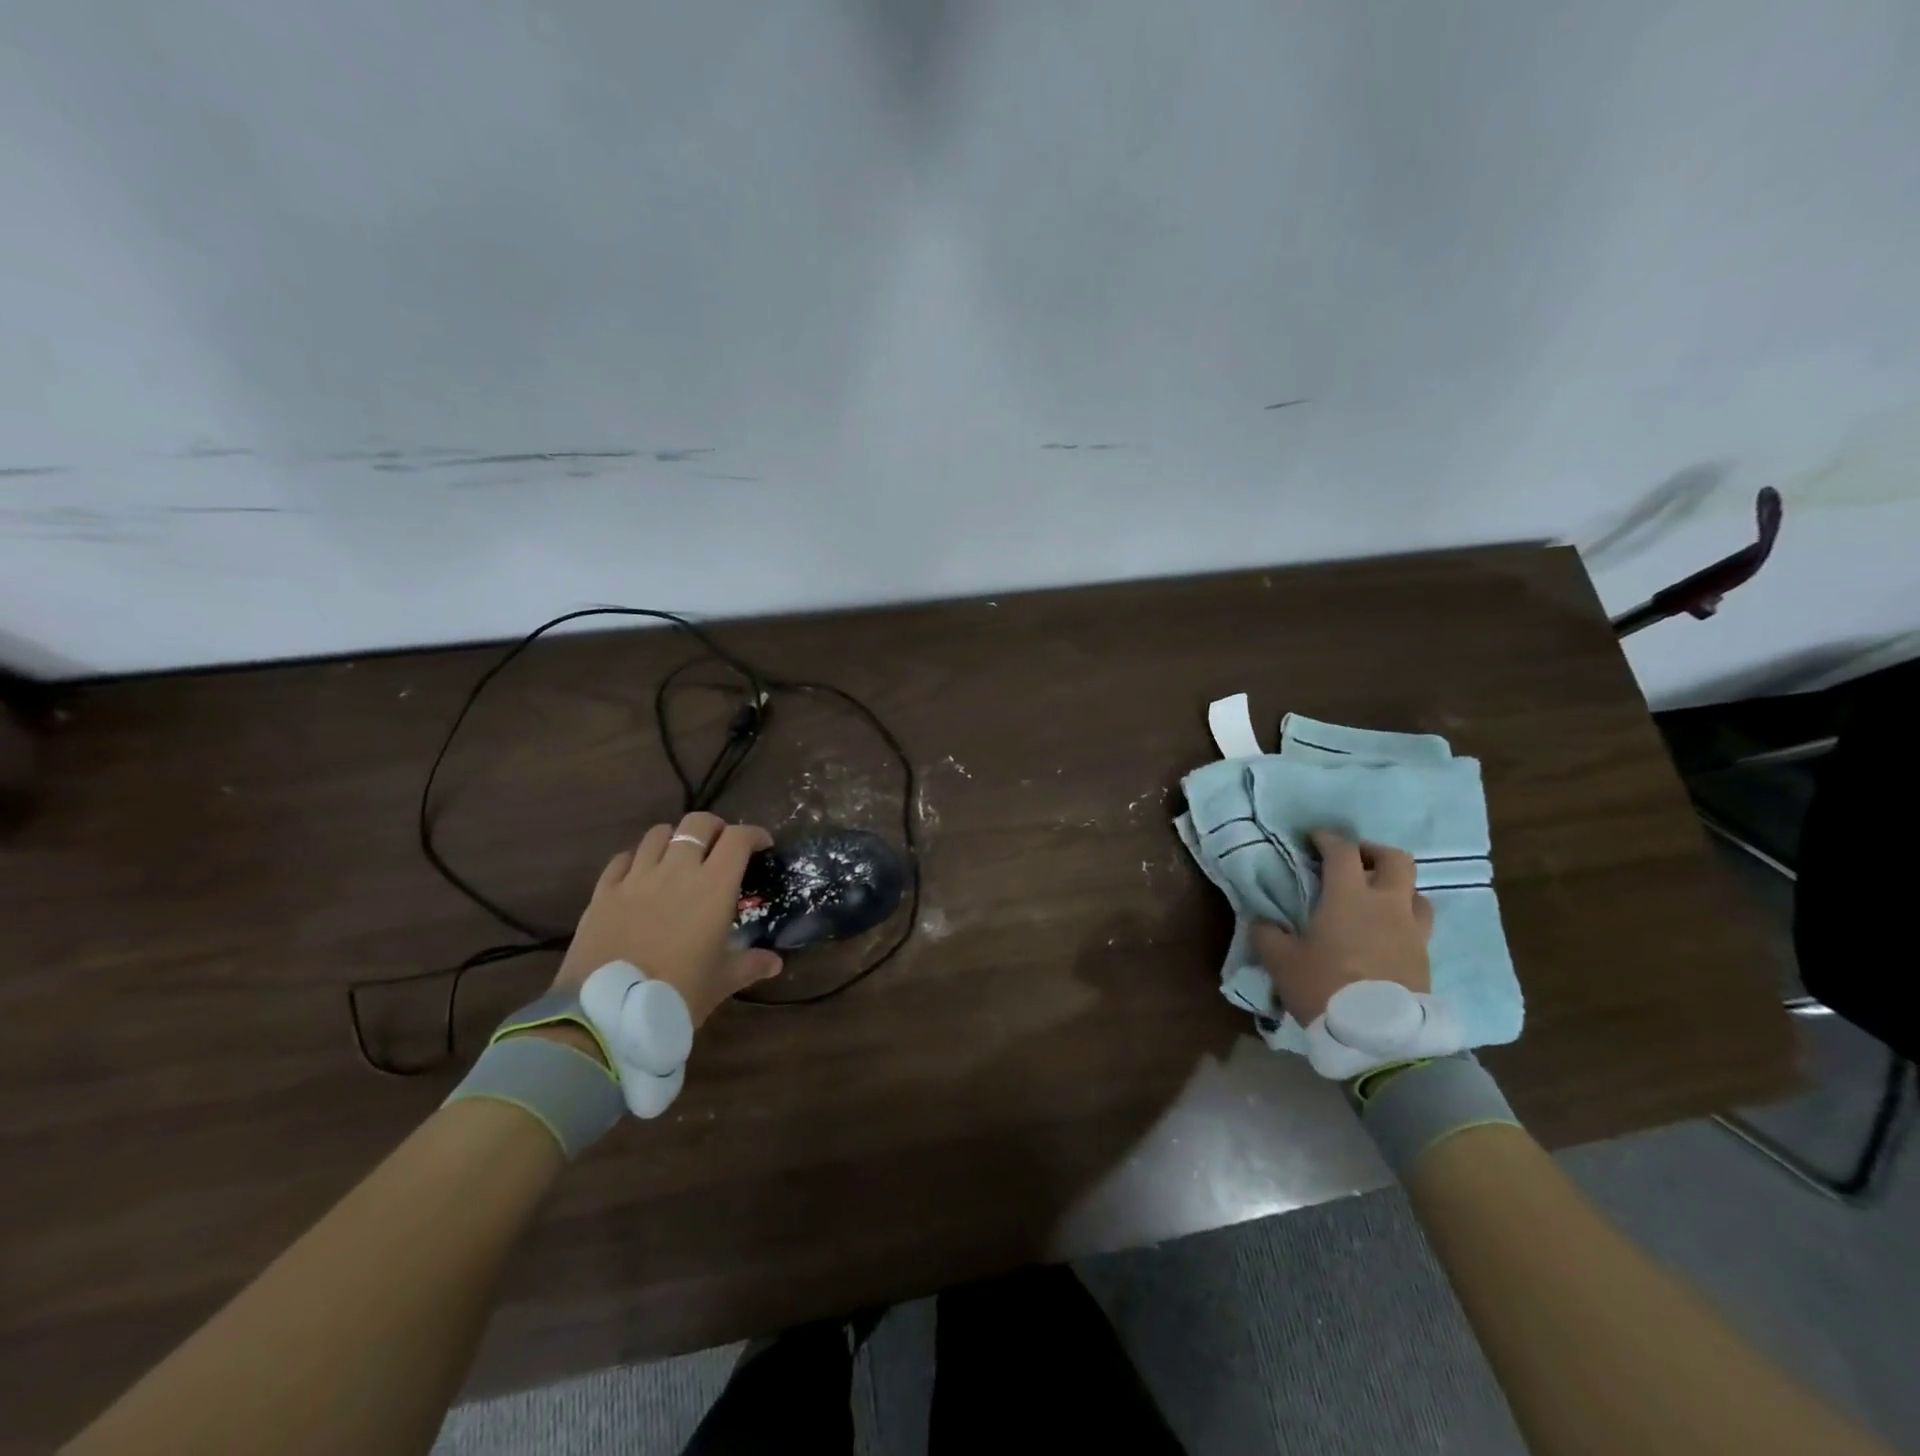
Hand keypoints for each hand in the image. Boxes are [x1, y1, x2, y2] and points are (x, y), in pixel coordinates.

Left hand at [553, 812, 784, 1025]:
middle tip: (721, 847)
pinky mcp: (603, 892)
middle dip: (715, 828)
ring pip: (658, 834)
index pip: (738, 838)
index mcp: (713, 886)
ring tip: (679, 857)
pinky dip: (637, 859)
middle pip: (697, 824)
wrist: (609, 1014)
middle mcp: (676, 870)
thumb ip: (751, 964)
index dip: (754, 835)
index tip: (762, 846)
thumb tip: (776, 963)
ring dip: (675, 839)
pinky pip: (622, 859)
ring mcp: (636, 878)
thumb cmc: (679, 993)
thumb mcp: (722, 981)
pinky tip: (640, 875)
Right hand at [1252, 830, 1432, 1024]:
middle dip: (1373, 852)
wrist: (1379, 1037)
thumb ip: (1268, 934)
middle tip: (1354, 861)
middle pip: (1395, 859)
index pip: (1342, 851)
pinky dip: (1405, 919)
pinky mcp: (1425, 956)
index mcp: (1349, 896)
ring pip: (1416, 892)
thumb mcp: (1281, 962)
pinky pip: (1420, 924)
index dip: (1327, 839)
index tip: (1314, 840)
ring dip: (1396, 888)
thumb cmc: (1325, 987)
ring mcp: (1412, 930)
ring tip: (1377, 900)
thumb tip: (1263, 921)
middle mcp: (1386, 904)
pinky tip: (1387, 933)